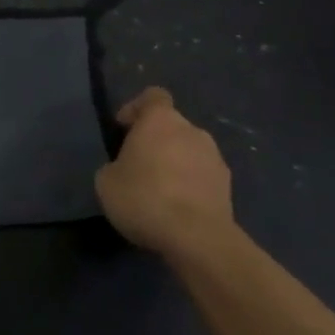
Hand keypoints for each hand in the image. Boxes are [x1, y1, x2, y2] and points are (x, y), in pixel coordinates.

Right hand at [95, 87, 234, 263]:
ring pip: (189, 152)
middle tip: (139, 167)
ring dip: (176, 164)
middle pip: (171, 126)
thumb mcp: (106, 182)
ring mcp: (215, 157)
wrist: (197, 238)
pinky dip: (191, 187)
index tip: (124, 129)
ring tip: (161, 194)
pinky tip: (179, 211)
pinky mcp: (228, 187)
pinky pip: (203, 177)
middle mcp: (192, 130)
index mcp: (160, 119)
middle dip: (156, 142)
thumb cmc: (145, 198)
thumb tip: (124, 169)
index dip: (136, 108)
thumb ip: (114, 166)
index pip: (152, 96)